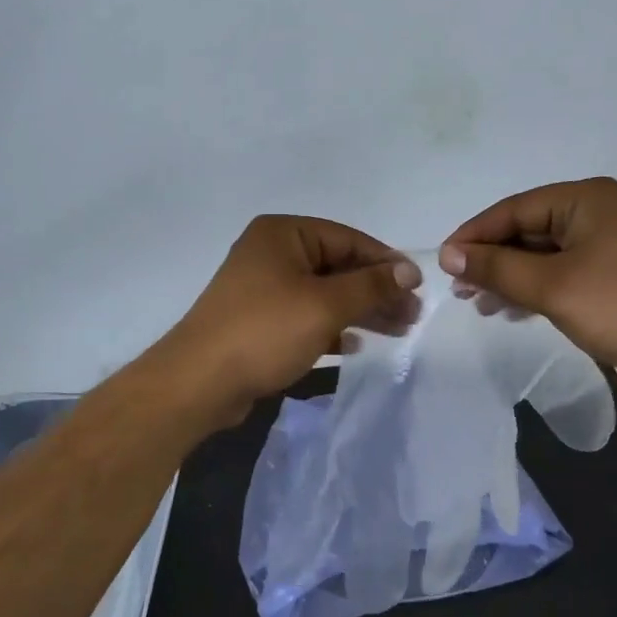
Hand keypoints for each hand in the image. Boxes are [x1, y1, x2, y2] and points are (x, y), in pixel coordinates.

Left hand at [156, 215, 419, 424]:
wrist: (199, 382)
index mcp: (283, 234)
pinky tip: (353, 345)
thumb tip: (408, 271)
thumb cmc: (266, 331)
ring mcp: (263, 288)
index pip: (348, 239)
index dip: (386, 262)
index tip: (418, 287)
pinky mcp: (259, 321)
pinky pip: (305, 316)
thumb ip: (371, 285)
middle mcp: (272, 253)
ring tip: (398, 331)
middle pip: (338, 267)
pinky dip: (331, 328)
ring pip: (324, 294)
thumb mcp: (326, 305)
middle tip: (412, 316)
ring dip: (360, 311)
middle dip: (376, 291)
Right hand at [439, 177, 616, 388]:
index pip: (514, 209)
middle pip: (527, 229)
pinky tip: (510, 309)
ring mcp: (605, 242)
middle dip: (492, 259)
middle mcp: (595, 211)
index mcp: (585, 198)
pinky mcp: (610, 271)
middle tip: (460, 289)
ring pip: (541, 253)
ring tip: (480, 304)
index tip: (443, 262)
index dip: (475, 235)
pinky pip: (559, 271)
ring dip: (509, 277)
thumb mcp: (550, 286)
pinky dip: (533, 287)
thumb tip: (447, 254)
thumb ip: (496, 267)